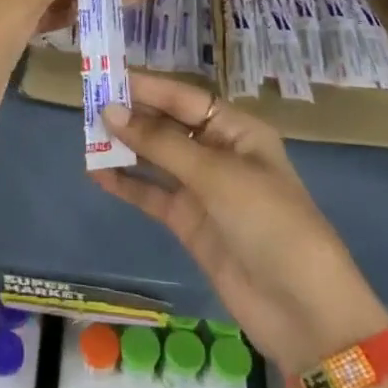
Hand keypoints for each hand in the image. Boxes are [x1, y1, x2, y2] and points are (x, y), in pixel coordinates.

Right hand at [94, 73, 387, 374]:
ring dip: (125, 149)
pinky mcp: (189, 223)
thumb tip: (110, 111)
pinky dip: (127, 184)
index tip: (106, 78)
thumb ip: (160, 143)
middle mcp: (219, 154)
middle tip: (87, 105)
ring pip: (156, 159)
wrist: (302, 310)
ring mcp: (203, 190)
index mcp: (238, 131)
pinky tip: (97, 174)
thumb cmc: (269, 223)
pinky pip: (152, 194)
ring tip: (86, 137)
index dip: (147, 87)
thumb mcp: (216, 175)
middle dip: (132, 116)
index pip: (184, 99)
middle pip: (168, 126)